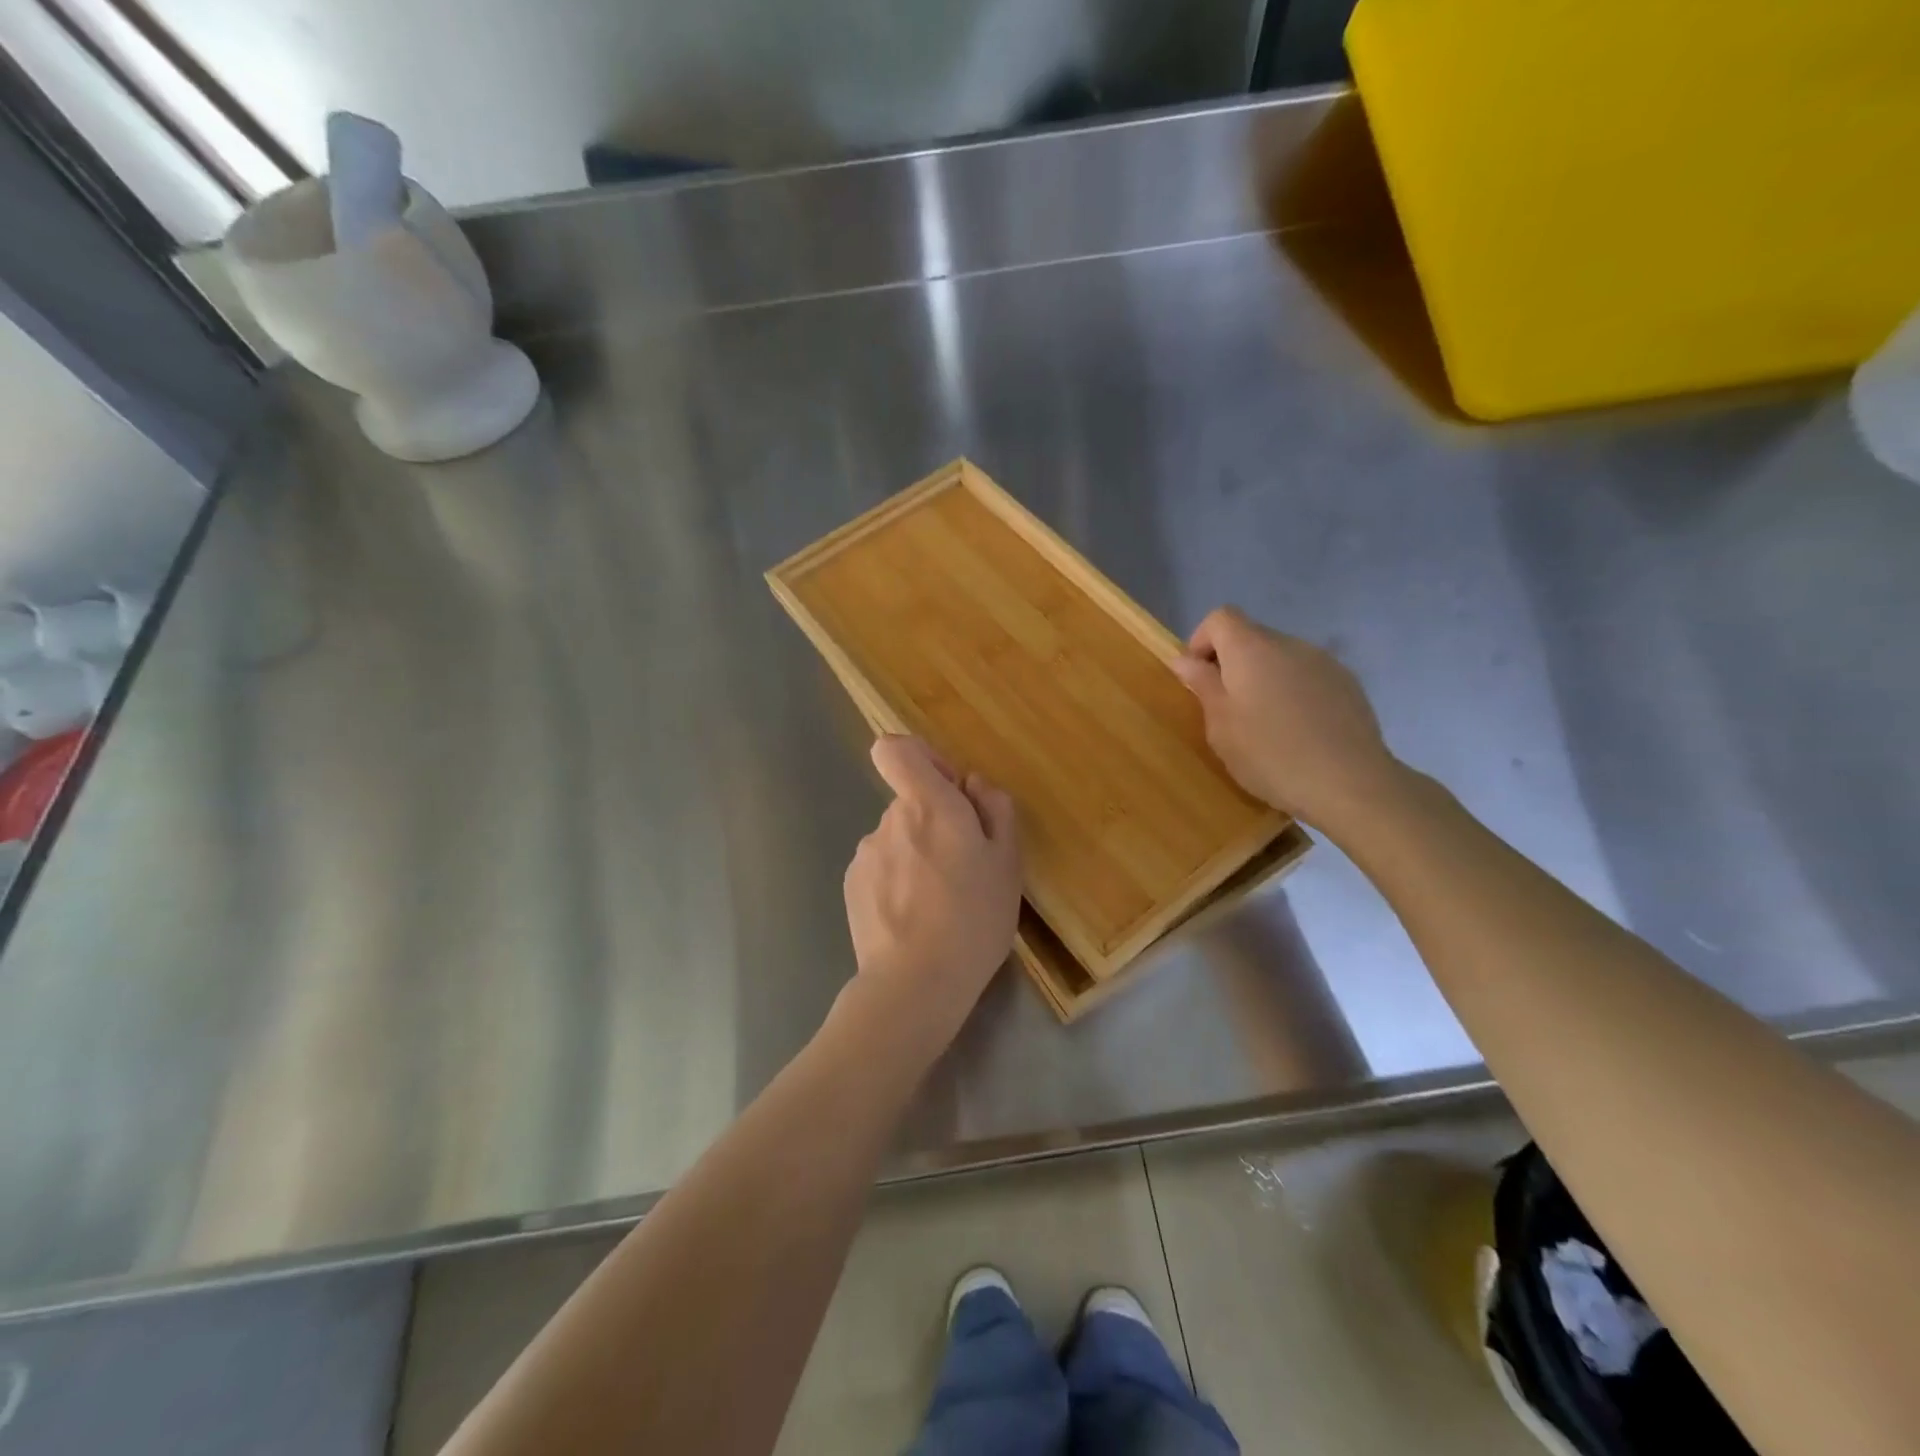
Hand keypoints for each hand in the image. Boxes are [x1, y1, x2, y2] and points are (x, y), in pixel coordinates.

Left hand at [842, 735, 1021, 1038]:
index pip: (896, 749)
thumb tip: (973, 784)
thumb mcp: (1008, 863)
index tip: (948, 789)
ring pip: (898, 838)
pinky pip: (881, 867)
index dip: (921, 758)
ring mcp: (866, 854)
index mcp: (929, 805)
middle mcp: (889, 820)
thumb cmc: (974, 919)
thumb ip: (995, 809)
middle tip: (964, 868)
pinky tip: (914, 918)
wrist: (914, 984)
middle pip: (910, 801)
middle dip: (935, 822)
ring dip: (917, 855)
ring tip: (940, 902)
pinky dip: (897, 881)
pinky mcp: (852, 885)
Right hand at [1171, 607, 1405, 833]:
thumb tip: (1185, 659)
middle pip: (1251, 636)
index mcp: (1251, 649)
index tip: (1198, 678)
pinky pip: (1308, 677)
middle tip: (1226, 709)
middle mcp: (1289, 644)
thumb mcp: (1221, 725)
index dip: (1201, 641)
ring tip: (1265, 724)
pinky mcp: (1348, 684)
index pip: (1220, 618)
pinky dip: (1294, 693)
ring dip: (1264, 679)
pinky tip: (1298, 731)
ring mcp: (1324, 662)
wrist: (1349, 783)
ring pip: (1281, 658)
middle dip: (1232, 664)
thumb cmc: (1269, 754)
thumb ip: (1202, 685)